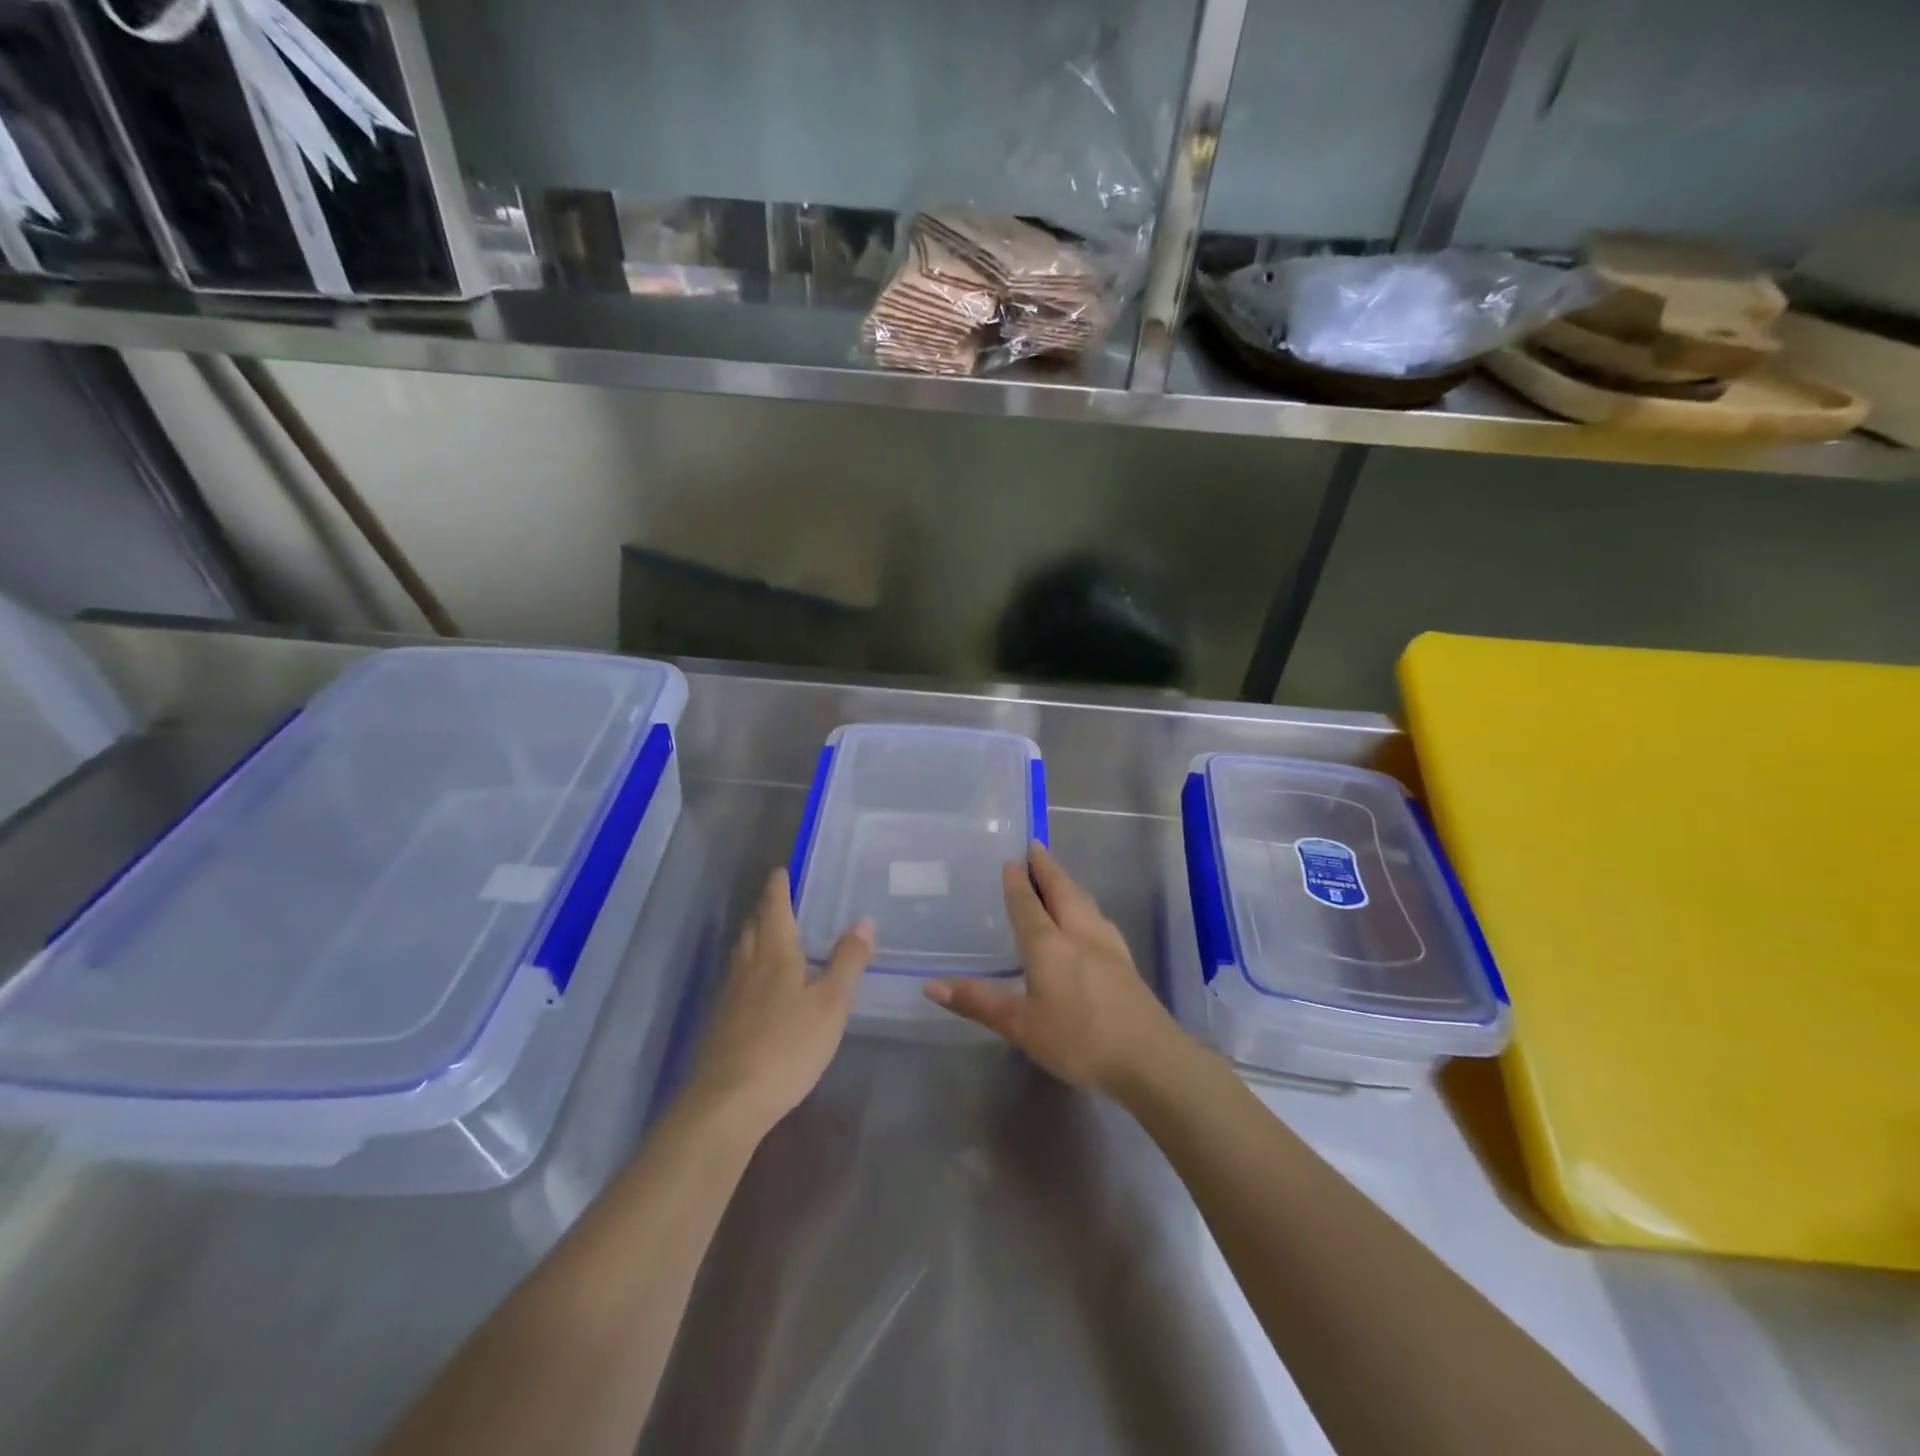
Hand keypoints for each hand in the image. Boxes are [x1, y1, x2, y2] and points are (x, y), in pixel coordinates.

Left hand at [685, 868, 873, 1137]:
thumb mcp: (831, 1003)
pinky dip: (747, 970)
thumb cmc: (787, 1046)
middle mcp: (747, 967)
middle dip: (764, 911)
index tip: (780, 871)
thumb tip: (864, 920)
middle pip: (752, 928)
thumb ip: (848, 961)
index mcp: (775, 954)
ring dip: (753, 938)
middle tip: (776, 901)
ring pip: (741, 954)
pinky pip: (735, 982)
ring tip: (767, 936)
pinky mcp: (719, 1025)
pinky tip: (755, 989)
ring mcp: (728, 997)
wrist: (727, 1102)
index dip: (778, 888)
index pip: (775, 909)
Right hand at [924, 844, 1187, 1097]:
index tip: (1011, 859)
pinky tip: (1090, 919)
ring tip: (1059, 876)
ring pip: (1085, 902)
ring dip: (1068, 883)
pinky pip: (1099, 918)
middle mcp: (1079, 934)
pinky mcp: (1125, 962)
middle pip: (1062, 891)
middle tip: (1036, 846)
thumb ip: (979, 1002)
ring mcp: (1108, 946)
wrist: (1149, 1057)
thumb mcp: (1021, 1026)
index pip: (1028, 905)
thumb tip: (930, 984)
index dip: (1017, 882)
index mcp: (1049, 945)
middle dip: (1047, 868)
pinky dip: (1086, 906)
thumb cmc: (1078, 1039)